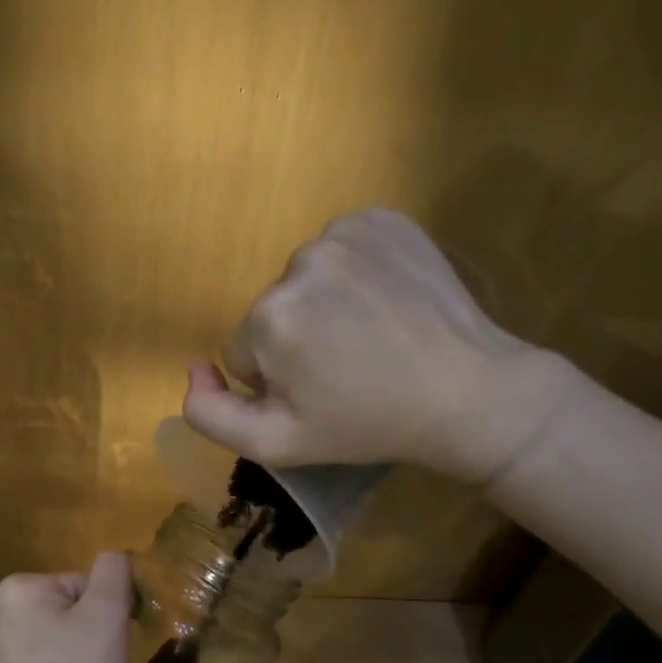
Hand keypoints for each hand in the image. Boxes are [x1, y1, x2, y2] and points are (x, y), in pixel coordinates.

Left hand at [0, 553, 131, 662]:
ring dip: (61, 657)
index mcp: (17, 588)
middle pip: (58, 611)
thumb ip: (113, 572)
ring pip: (41, 640)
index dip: (102, 616)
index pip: (79, 587)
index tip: (105, 649)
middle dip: (79, 634)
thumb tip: (113, 556)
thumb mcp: (108, 616)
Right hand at [182, 208, 584, 484]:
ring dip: (323, 307)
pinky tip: (383, 303)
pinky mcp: (382, 217)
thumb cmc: (366, 426)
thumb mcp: (274, 444)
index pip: (241, 352)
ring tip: (370, 337)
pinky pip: (340, 250)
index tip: (319, 394)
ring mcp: (344, 233)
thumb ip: (208, 413)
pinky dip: (352, 274)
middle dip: (295, 342)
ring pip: (303, 282)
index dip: (274, 381)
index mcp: (270, 318)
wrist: (467, 392)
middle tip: (347, 370)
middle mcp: (298, 263)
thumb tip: (194, 367)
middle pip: (270, 313)